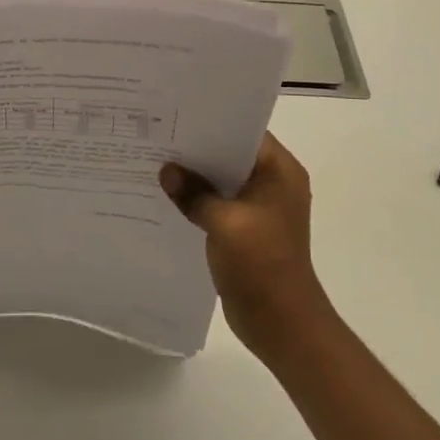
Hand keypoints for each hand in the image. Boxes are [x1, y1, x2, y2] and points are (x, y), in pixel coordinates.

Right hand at [161, 134, 329, 357]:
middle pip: (231, 156)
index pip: (246, 132)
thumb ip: (194, 193)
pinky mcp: (247, 230)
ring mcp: (260, 209)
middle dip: (198, 150)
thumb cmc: (261, 264)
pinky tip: (168, 198)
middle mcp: (273, 184)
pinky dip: (198, 201)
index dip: (213, 123)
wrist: (281, 323)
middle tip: (159, 136)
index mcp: (280, 172)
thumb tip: (166, 171)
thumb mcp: (224, 223)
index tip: (177, 116)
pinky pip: (219, 205)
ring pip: (222, 181)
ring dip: (196, 177)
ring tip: (157, 163)